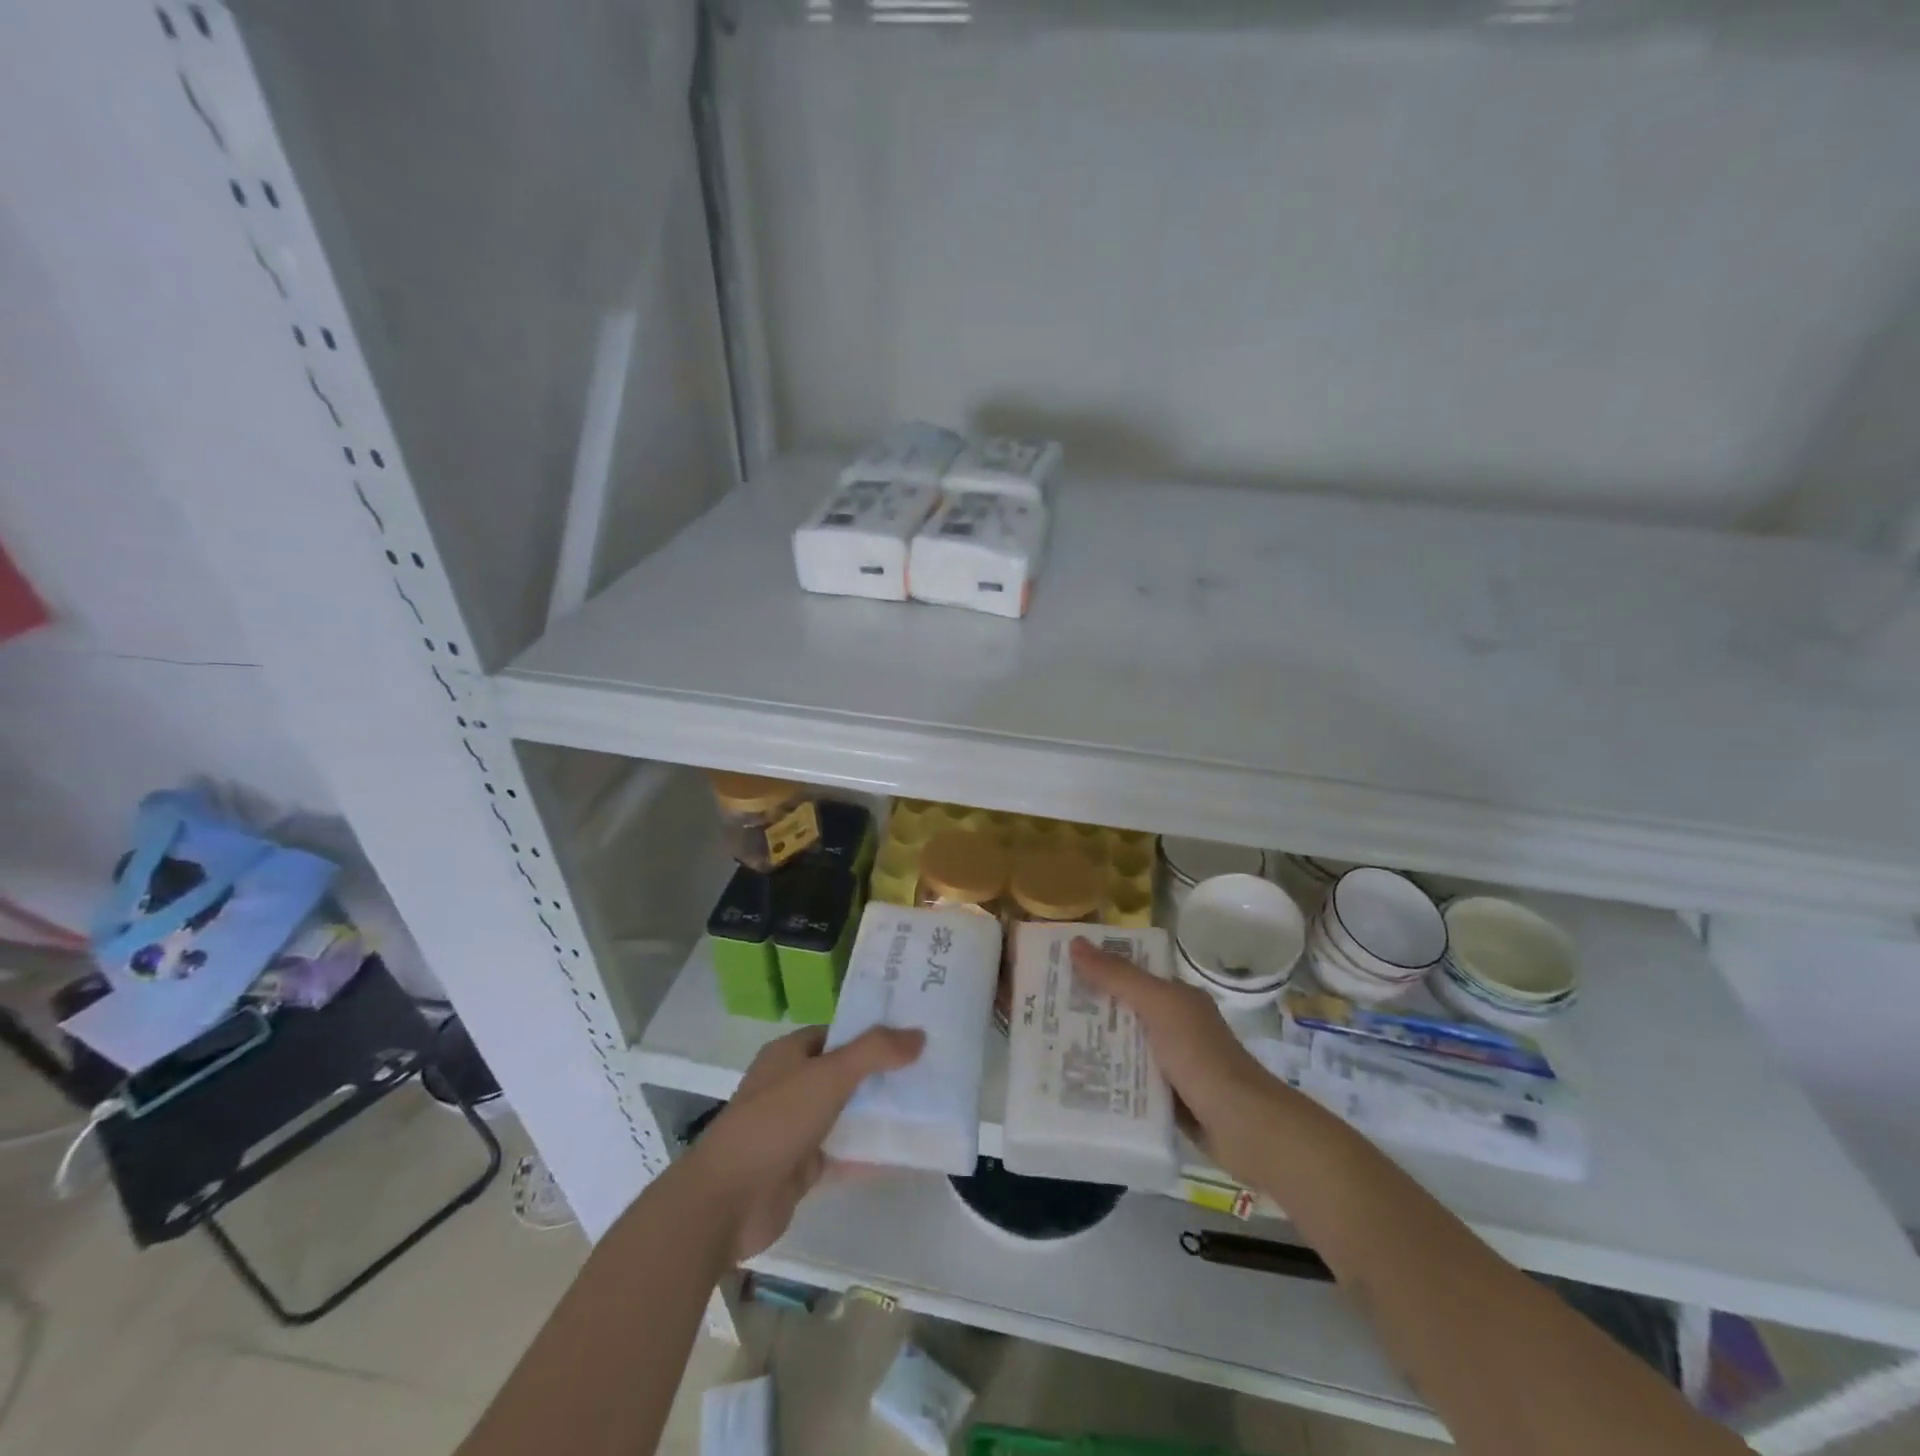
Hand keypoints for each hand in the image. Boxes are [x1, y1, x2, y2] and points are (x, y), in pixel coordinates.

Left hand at [688, 1024, 923, 1260]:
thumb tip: (918, 1035)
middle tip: (927, 1071)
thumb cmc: (776, 1121)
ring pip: (845, 1115)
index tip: (912, 1036)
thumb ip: (875, 1052)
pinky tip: (905, 1153)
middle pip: (844, 1073)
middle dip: (880, 1074)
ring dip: (877, 1114)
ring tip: (925, 1108)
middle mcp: (790, 1086)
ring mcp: (794, 1129)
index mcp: (789, 1054)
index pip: (837, 1033)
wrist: (728, 1200)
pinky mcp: (800, 1168)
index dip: (871, 1033)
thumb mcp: (830, 1075)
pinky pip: (843, 1154)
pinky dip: (869, 1153)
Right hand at [1069, 936, 1292, 1183]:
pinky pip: (1129, 1080)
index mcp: (1176, 997)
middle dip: (1087, 1009)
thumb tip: (1075, 942)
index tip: (1054, 970)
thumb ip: (1118, 976)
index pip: (1129, 973)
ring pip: (1124, 1046)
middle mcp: (1174, 1025)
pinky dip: (1108, 1078)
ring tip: (1049, 1046)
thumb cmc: (1200, 1055)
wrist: (1243, 1126)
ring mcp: (1171, 1063)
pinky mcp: (1167, 1097)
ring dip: (1094, 1046)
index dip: (1095, 968)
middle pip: (1123, 1010)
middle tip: (1040, 1010)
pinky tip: (1077, 1082)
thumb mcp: (1158, 1006)